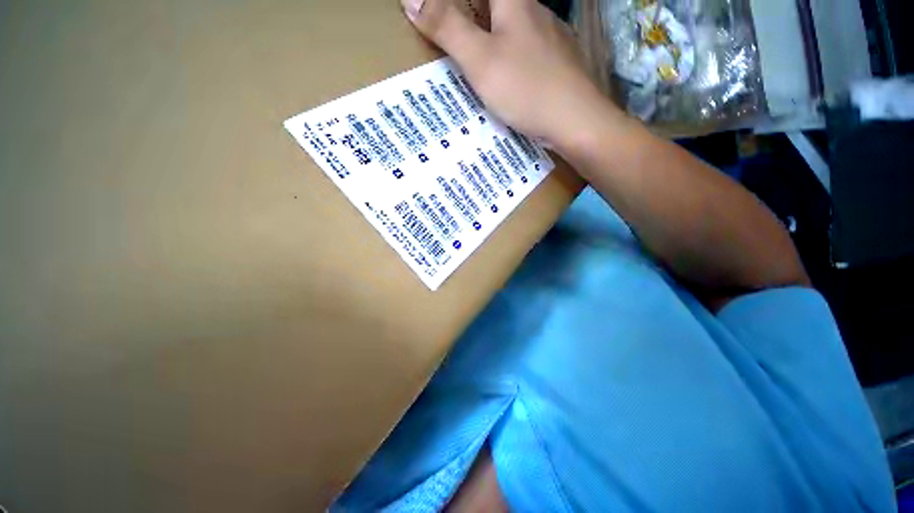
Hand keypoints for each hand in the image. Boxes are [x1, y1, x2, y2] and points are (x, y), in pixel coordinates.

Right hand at [401, 0, 624, 150]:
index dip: (458, 3)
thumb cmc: (526, 88)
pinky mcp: (558, 62)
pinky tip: (505, 78)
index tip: (444, 16)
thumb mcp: (480, 60)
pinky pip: (526, 49)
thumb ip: (447, 28)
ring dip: (491, 36)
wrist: (575, 121)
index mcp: (515, 2)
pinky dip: (509, 57)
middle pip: (498, 4)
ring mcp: (551, 37)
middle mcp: (535, 12)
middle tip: (452, 38)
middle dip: (472, 16)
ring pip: (513, 27)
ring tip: (474, 59)